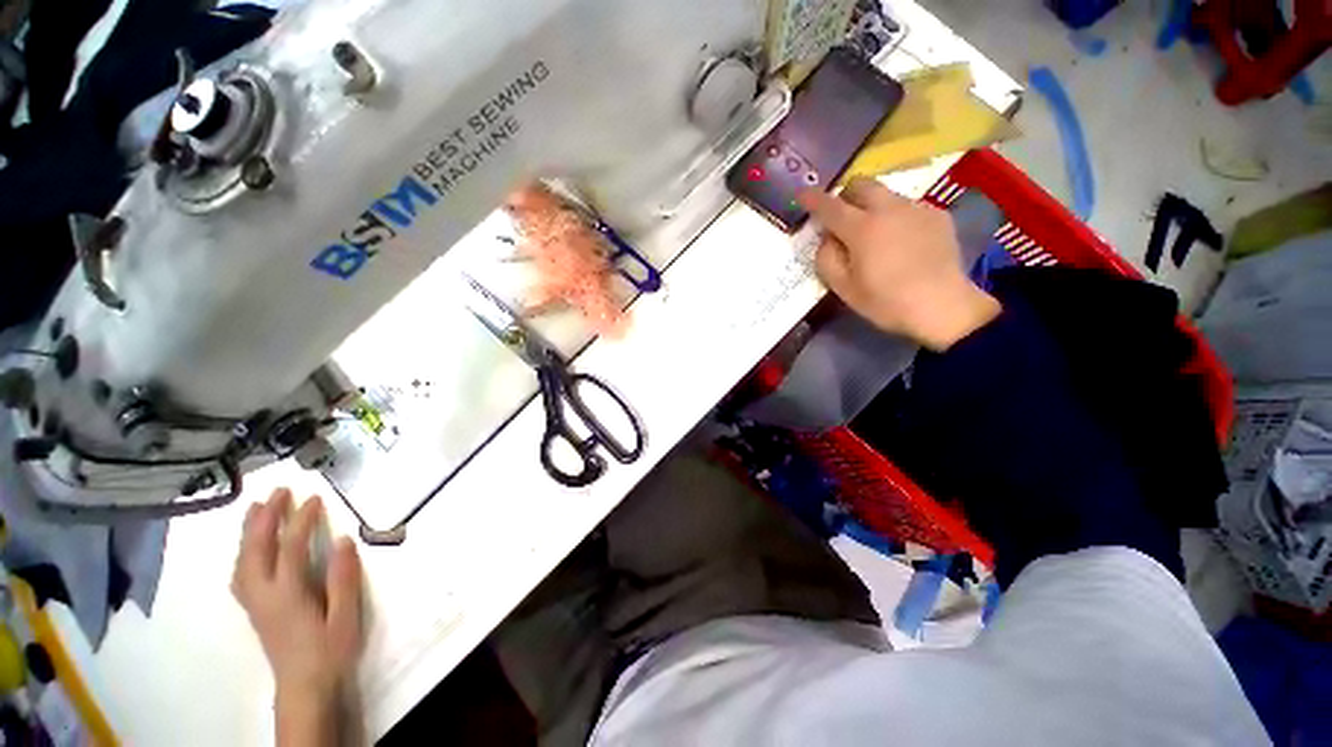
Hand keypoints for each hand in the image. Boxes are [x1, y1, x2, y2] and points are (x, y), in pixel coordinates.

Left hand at [232, 489, 362, 743]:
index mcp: (288, 594)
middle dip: (265, 518)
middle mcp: (264, 594)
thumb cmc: (330, 649)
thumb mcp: (346, 615)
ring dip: (249, 532)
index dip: (301, 520)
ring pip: (243, 560)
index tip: (315, 497)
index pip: (290, 548)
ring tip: (258, 508)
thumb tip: (344, 540)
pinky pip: (241, 573)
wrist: (305, 686)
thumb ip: (343, 577)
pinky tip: (251, 546)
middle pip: (256, 550)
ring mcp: (255, 602)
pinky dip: (244, 552)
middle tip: (278, 491)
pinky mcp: (255, 609)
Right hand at [798, 177, 1000, 350]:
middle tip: (840, 218)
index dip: (812, 199)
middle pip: (861, 184)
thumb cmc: (886, 302)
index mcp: (862, 229)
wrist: (943, 306)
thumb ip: (826, 259)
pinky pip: (907, 207)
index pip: (830, 206)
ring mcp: (916, 209)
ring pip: (885, 194)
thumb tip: (827, 238)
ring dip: (870, 206)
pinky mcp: (937, 215)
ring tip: (874, 234)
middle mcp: (889, 209)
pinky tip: (901, 243)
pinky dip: (895, 217)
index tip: (801, 194)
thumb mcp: (843, 288)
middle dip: (844, 195)